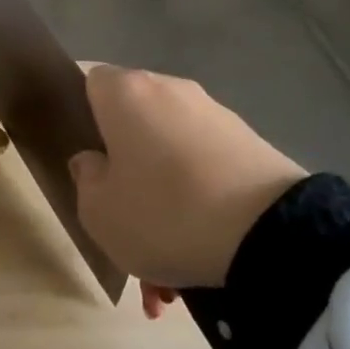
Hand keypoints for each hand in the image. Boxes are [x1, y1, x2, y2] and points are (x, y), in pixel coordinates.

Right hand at [71, 66, 305, 288]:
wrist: (269, 233)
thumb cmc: (163, 212)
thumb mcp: (99, 212)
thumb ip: (85, 179)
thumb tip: (93, 160)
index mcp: (125, 93)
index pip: (89, 80)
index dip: (80, 113)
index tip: (83, 155)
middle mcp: (168, 89)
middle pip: (133, 121)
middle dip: (126, 168)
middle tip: (122, 219)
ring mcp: (213, 113)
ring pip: (169, 155)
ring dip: (163, 199)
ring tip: (165, 268)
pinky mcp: (248, 141)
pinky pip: (205, 170)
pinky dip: (197, 204)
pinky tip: (200, 256)